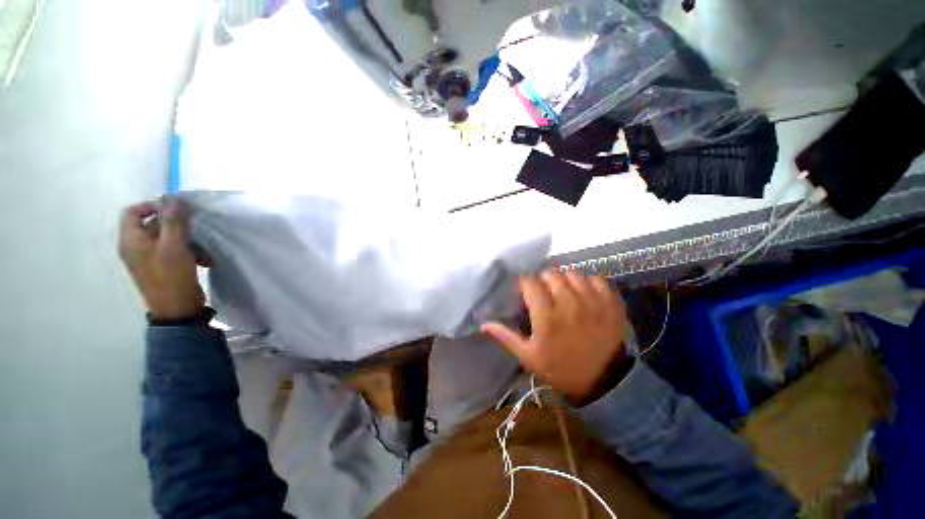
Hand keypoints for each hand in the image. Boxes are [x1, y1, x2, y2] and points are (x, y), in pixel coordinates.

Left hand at [118, 199, 205, 319]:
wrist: (177, 308)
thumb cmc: (172, 276)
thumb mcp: (174, 246)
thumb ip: (174, 221)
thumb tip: (174, 199)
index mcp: (131, 240)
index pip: (133, 211)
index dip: (152, 206)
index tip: (176, 210)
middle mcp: (135, 247)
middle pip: (152, 225)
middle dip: (176, 225)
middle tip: (195, 229)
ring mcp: (148, 258)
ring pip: (166, 238)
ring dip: (187, 240)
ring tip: (203, 250)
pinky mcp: (161, 267)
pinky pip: (172, 250)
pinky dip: (188, 251)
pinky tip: (203, 260)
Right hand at [482, 271, 628, 403]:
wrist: (603, 382)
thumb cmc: (560, 368)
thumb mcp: (528, 356)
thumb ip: (506, 337)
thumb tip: (484, 323)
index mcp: (546, 317)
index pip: (530, 282)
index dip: (524, 283)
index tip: (525, 290)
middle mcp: (569, 304)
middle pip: (551, 273)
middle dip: (542, 279)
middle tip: (543, 291)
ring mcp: (593, 302)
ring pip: (572, 273)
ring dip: (564, 278)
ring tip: (562, 290)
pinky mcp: (611, 303)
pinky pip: (597, 279)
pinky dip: (587, 281)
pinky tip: (583, 292)